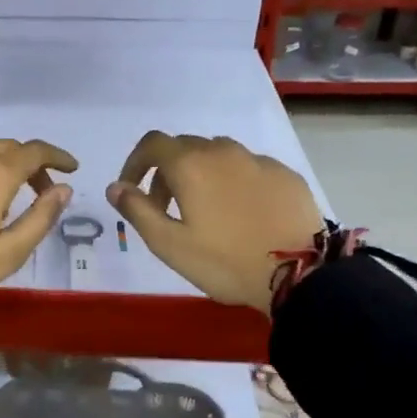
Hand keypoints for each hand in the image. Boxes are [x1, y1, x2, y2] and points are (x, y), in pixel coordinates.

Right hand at [106, 132, 323, 311]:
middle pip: (185, 148)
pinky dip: (234, 182)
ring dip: (201, 174)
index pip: (152, 144)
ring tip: (205, 211)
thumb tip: (116, 187)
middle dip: (166, 172)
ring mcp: (258, 160)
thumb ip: (137, 210)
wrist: (300, 273)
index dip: (135, 162)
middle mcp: (223, 151)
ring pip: (219, 155)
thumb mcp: (169, 244)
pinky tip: (242, 214)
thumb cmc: (224, 261)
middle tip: (166, 209)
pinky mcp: (285, 175)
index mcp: (191, 164)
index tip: (131, 189)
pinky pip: (249, 168)